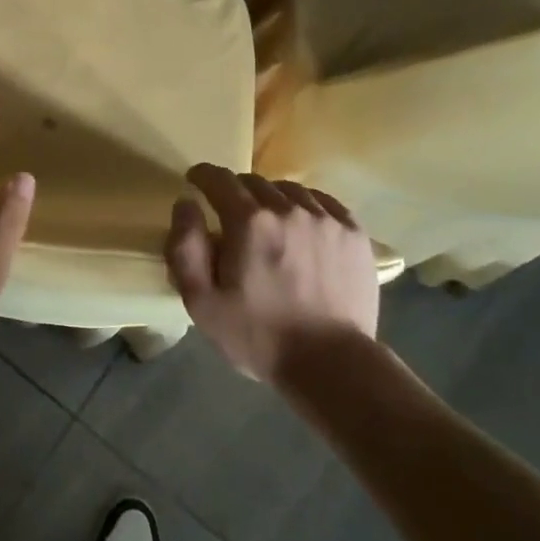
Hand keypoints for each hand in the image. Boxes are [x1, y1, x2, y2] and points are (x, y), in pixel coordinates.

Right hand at [165, 165, 379, 382]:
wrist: (333, 364)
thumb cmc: (259, 336)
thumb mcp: (201, 302)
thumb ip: (185, 248)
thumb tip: (186, 204)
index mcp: (249, 221)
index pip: (219, 179)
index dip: (203, 176)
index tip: (196, 181)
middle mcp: (288, 208)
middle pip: (254, 182)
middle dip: (236, 192)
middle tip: (231, 214)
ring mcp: (326, 218)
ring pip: (289, 190)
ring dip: (272, 198)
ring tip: (269, 221)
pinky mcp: (354, 233)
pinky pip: (323, 202)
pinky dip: (306, 206)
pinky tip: (302, 224)